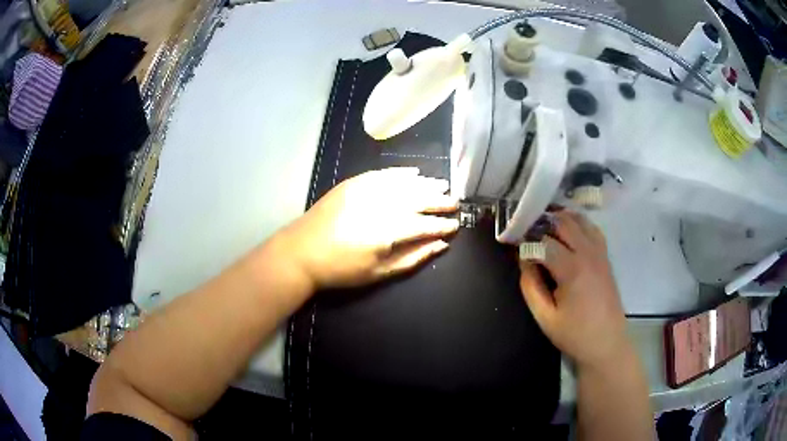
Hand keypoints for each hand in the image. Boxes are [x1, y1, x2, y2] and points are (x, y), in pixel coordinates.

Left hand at [277, 168, 458, 289]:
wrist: (302, 252)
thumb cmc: (341, 269)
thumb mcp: (379, 273)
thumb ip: (413, 258)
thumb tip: (440, 245)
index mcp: (388, 231)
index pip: (424, 224)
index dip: (442, 225)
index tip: (455, 225)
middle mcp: (381, 205)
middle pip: (418, 199)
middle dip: (439, 201)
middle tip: (455, 202)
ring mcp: (366, 190)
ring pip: (404, 184)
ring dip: (425, 184)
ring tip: (442, 185)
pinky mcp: (353, 183)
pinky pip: (383, 174)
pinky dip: (400, 173)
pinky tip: (414, 173)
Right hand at [519, 210, 631, 370]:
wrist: (607, 342)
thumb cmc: (575, 334)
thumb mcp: (545, 317)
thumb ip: (531, 287)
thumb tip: (524, 261)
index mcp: (572, 270)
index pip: (544, 243)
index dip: (527, 243)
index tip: (516, 248)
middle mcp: (588, 254)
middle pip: (563, 223)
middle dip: (543, 223)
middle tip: (528, 233)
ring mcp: (600, 253)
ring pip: (580, 220)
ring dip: (561, 219)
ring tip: (545, 228)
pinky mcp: (605, 256)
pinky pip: (592, 229)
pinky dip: (578, 224)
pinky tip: (569, 233)